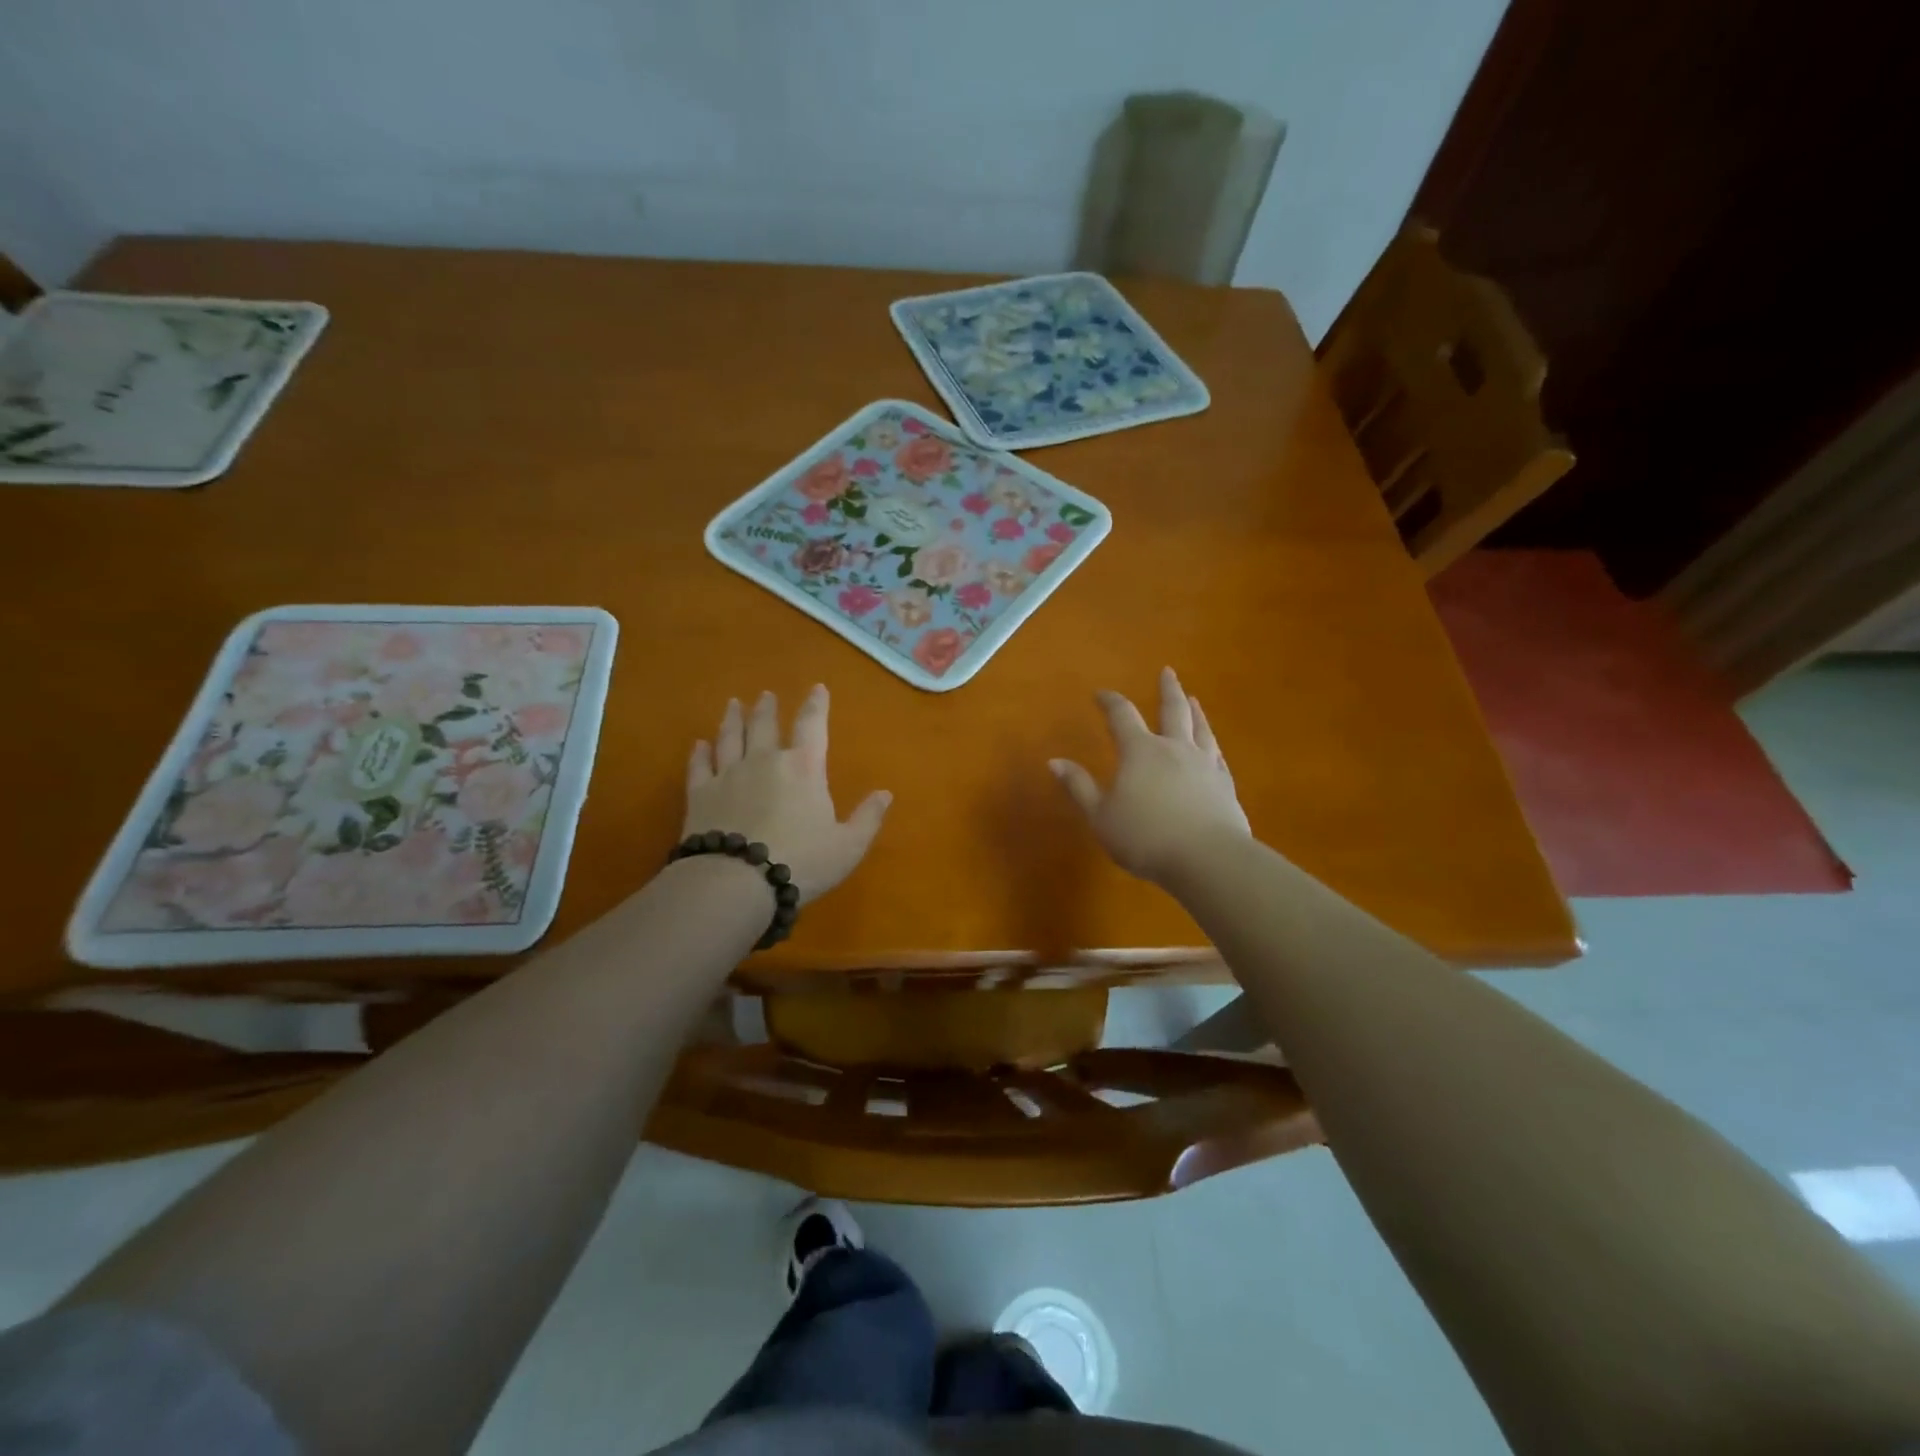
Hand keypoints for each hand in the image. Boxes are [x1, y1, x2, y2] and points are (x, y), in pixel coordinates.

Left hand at [684, 685, 890, 905]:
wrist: (736, 882)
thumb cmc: (801, 862)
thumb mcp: (848, 846)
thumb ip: (868, 817)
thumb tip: (885, 793)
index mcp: (804, 768)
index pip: (812, 725)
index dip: (816, 705)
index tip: (818, 688)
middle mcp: (764, 761)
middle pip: (764, 725)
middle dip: (767, 708)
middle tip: (766, 695)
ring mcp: (728, 775)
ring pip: (730, 737)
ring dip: (732, 719)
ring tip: (733, 704)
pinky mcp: (699, 795)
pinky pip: (699, 766)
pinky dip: (700, 753)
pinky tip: (699, 744)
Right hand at [1050, 666, 1250, 885]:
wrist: (1208, 858)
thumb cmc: (1145, 837)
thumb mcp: (1101, 816)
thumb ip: (1079, 787)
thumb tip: (1055, 761)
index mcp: (1140, 751)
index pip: (1122, 715)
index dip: (1110, 701)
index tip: (1101, 694)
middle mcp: (1174, 748)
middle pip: (1172, 710)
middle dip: (1167, 689)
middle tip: (1167, 671)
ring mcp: (1204, 764)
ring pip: (1200, 728)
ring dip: (1195, 711)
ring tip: (1193, 699)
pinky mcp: (1225, 785)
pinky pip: (1218, 755)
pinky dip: (1212, 744)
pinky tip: (1213, 746)